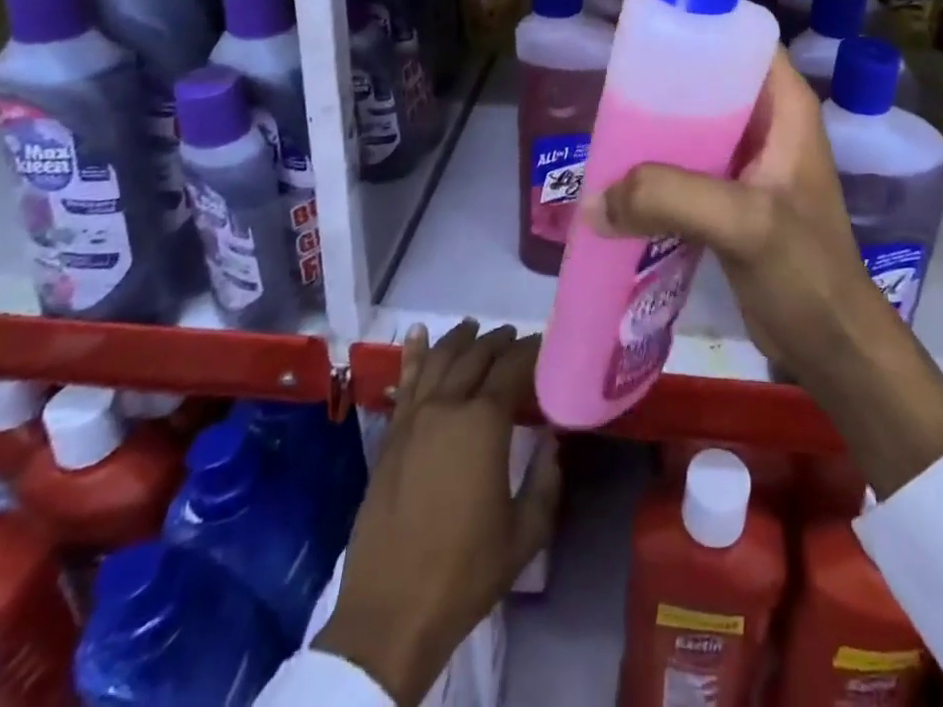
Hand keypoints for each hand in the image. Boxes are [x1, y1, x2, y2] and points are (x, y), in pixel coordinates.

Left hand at [317, 321, 561, 705]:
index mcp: (484, 423)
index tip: (546, 345)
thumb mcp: (526, 533)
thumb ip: (546, 478)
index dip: (532, 351)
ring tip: (475, 328)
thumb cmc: (466, 572)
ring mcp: (413, 419)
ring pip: (439, 360)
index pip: (513, 368)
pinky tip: (417, 334)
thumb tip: (551, 438)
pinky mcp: (390, 437)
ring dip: (460, 339)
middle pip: (476, 356)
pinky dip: (413, 354)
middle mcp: (447, 407)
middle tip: (516, 337)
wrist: (391, 614)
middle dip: (499, 341)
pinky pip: (405, 382)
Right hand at [587, 48, 886, 379]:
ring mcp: (749, 162)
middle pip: (709, 81)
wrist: (829, 344)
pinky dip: (657, 170)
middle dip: (662, 84)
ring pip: (694, 125)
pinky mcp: (732, 198)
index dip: (698, 28)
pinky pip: (687, 166)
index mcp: (785, 106)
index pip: (742, 40)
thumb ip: (671, 198)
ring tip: (607, 131)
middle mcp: (768, 123)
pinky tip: (621, 180)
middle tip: (612, 88)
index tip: (644, 36)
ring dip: (655, 131)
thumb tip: (591, 201)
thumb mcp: (744, 223)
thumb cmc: (804, 271)